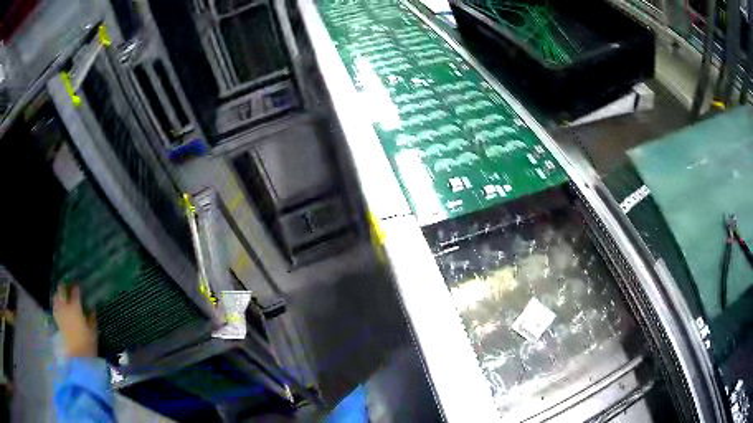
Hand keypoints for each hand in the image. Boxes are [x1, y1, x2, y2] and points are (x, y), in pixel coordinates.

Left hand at [53, 285, 97, 357]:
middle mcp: (65, 307)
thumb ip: (92, 318)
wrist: (77, 357)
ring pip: (56, 297)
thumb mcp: (93, 332)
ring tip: (60, 293)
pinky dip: (56, 303)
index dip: (76, 288)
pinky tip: (57, 305)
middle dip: (63, 286)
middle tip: (66, 285)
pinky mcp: (57, 321)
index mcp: (75, 308)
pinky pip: (55, 307)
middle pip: (61, 291)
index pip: (75, 292)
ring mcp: (60, 313)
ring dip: (58, 294)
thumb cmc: (87, 344)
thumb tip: (92, 308)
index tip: (78, 285)